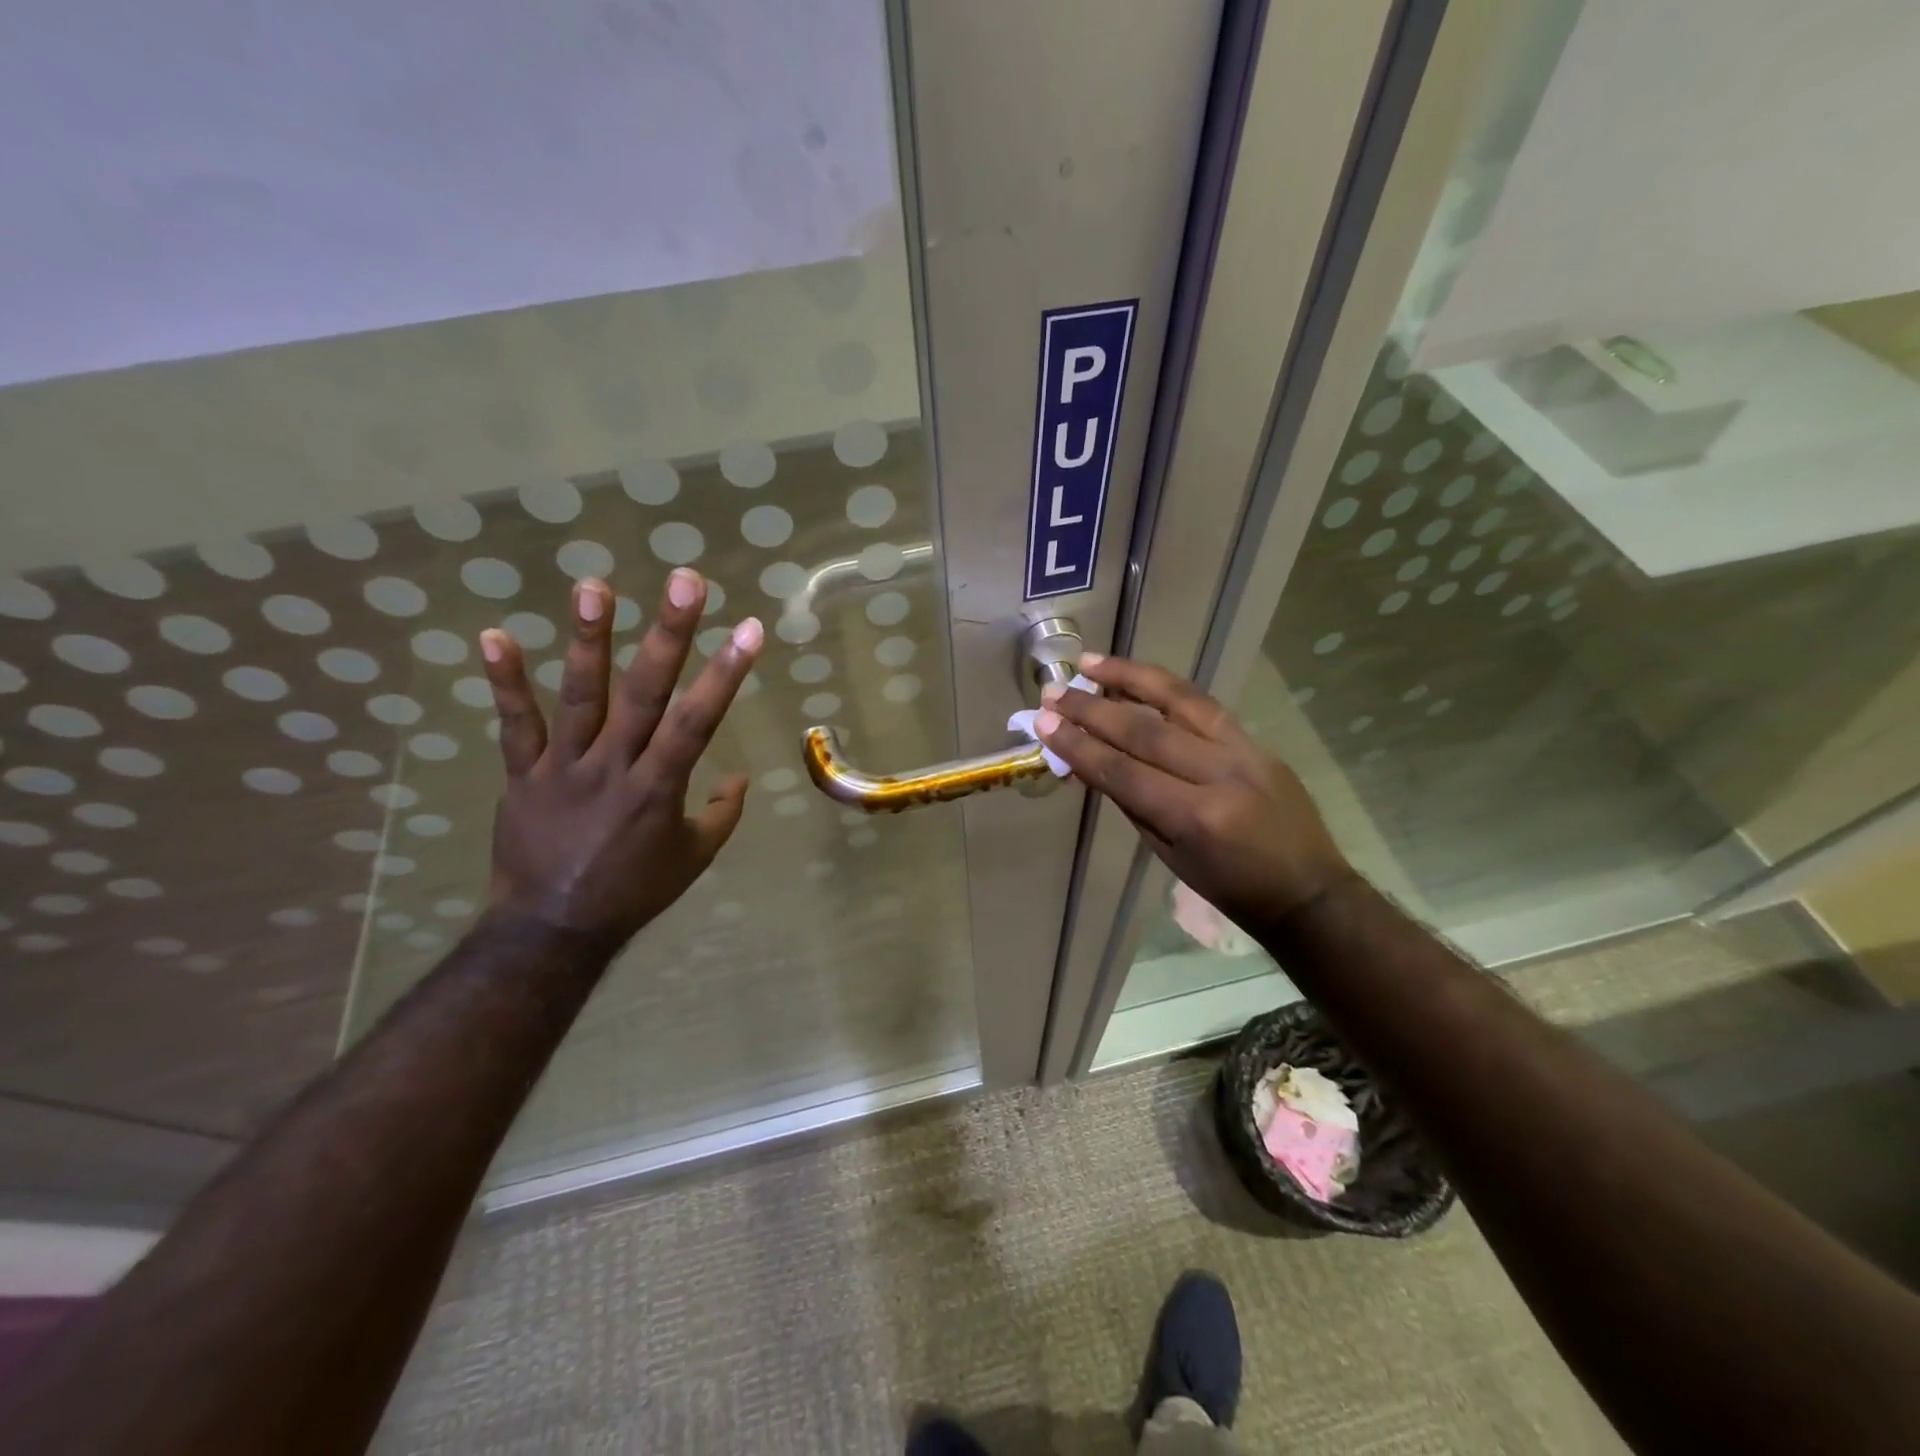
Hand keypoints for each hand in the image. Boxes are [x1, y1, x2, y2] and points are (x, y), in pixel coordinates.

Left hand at [479, 569, 762, 942]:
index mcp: (659, 788)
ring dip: (589, 639)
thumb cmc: (633, 892)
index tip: (748, 628)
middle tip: (685, 581)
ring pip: (580, 696)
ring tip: (594, 584)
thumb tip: (738, 777)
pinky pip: (515, 725)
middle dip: (669, 634)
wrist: (552, 928)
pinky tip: (495, 635)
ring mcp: (564, 766)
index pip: (698, 721)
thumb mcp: (694, 859)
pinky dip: (505, 682)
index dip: (725, 673)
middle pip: (645, 693)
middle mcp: (614, 766)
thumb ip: (721, 814)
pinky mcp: (523, 773)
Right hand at [1035, 655, 1352, 937]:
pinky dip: (1165, 689)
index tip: (1044, 723)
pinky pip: (1204, 706)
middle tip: (1054, 692)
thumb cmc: (1229, 888)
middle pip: (1145, 731)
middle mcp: (1220, 775)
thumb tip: (1088, 762)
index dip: (1079, 746)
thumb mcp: (1169, 854)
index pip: (1124, 772)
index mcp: (1196, 818)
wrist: (1308, 891)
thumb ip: (1130, 802)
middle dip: (1092, 709)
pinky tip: (1137, 677)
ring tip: (1091, 662)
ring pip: (1179, 700)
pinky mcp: (1257, 741)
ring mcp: (1245, 751)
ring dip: (1130, 677)